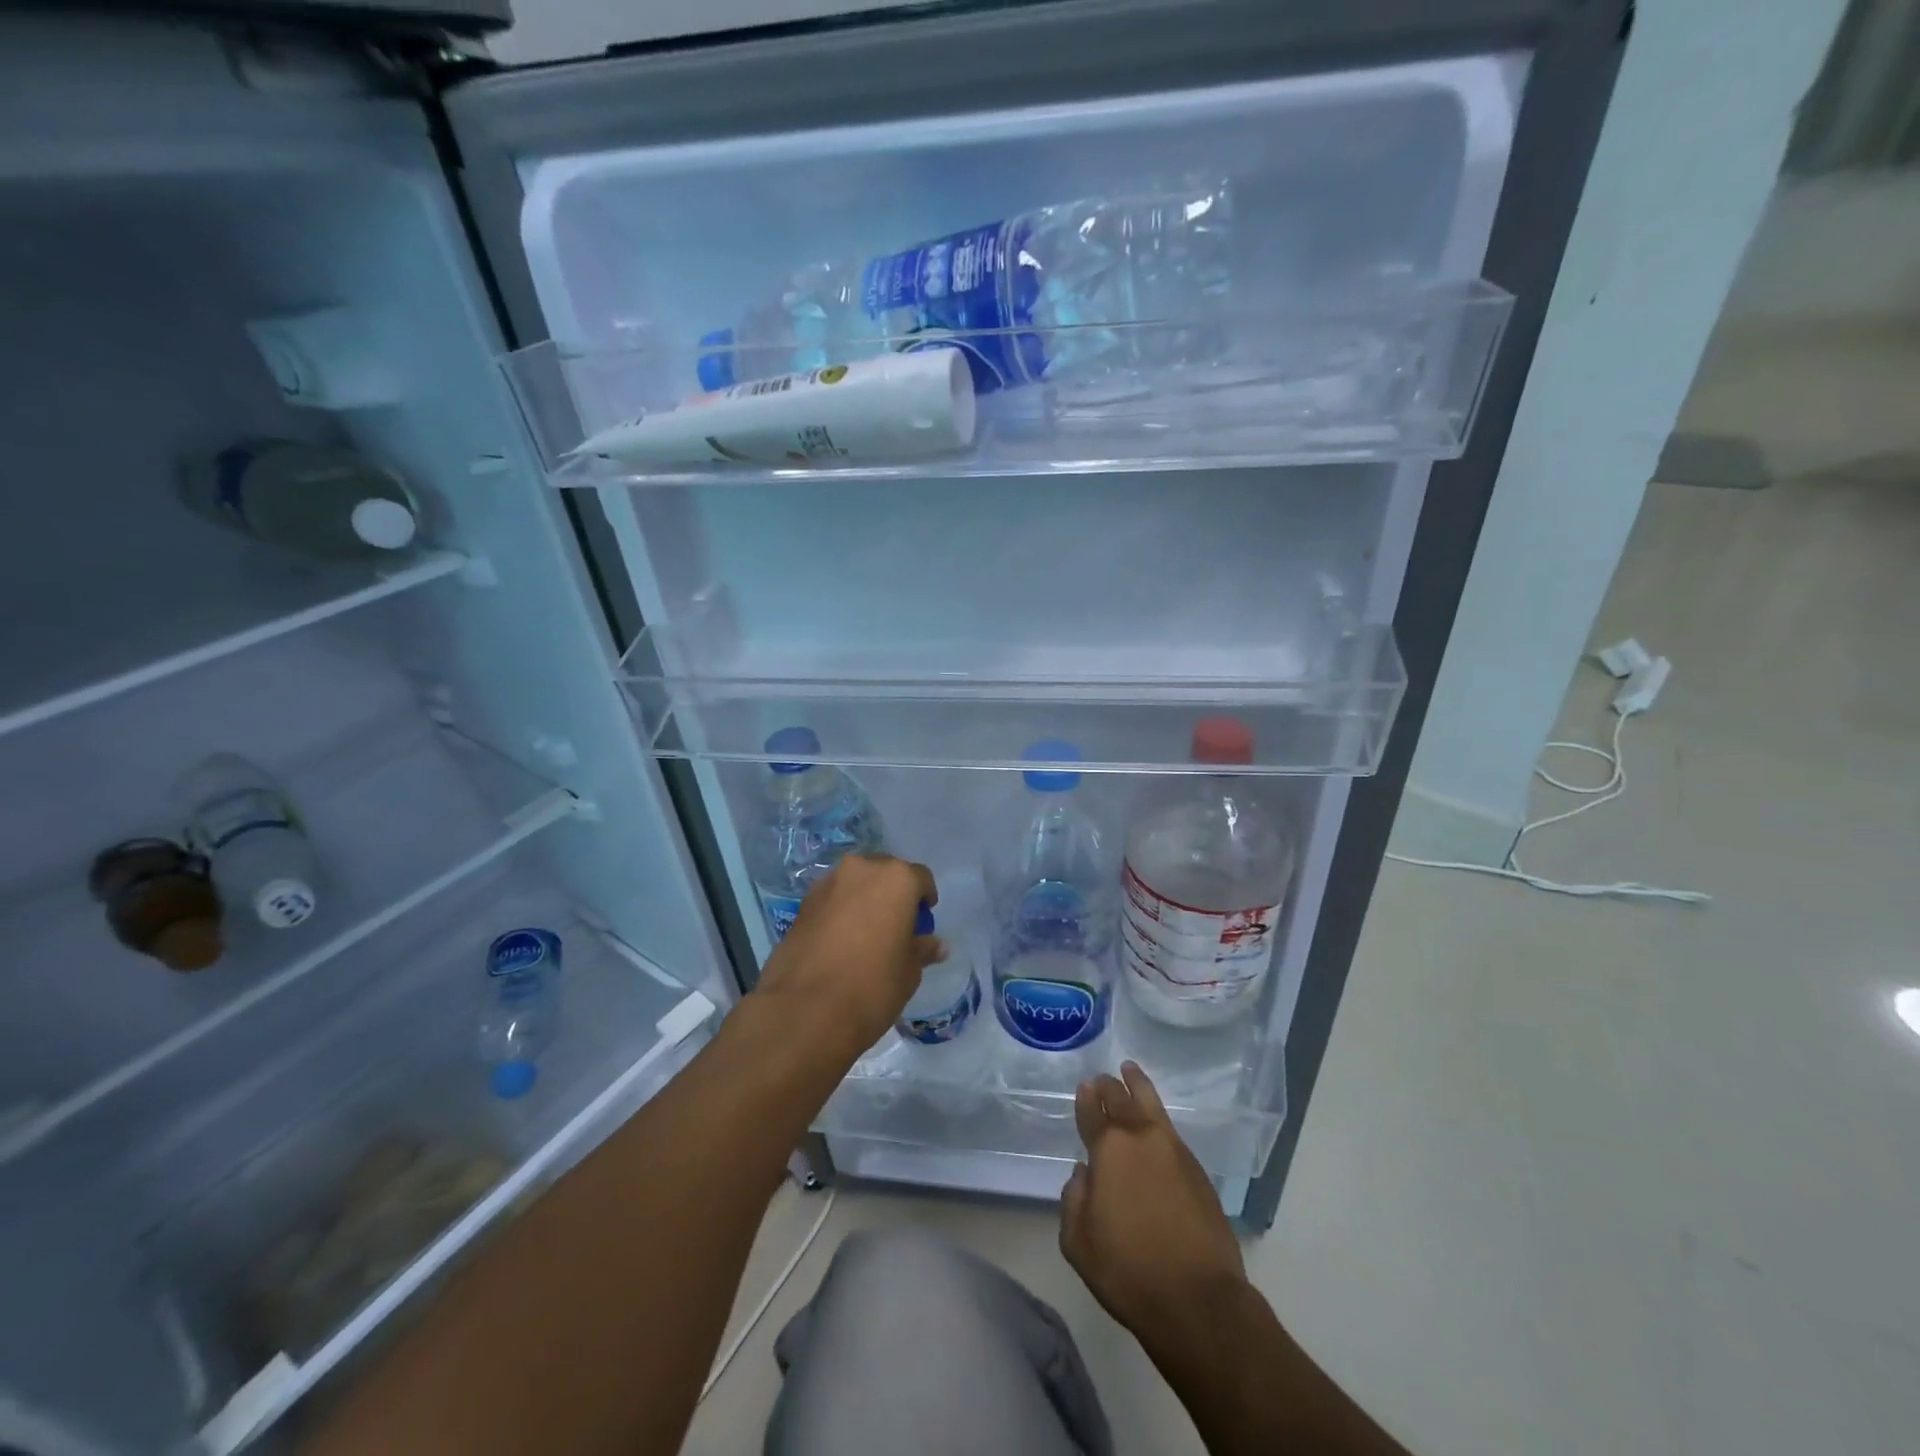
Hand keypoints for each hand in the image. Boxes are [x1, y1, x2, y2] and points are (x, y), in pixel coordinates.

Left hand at [753, 855, 944, 1055]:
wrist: (805, 1010)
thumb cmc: (873, 985)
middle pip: (884, 873)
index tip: (923, 919)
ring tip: (865, 934)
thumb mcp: (909, 971)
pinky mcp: (802, 904)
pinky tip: (839, 943)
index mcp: (896, 879)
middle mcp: (861, 870)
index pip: (920, 877)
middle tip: (895, 925)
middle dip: (892, 893)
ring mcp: (827, 884)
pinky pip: (831, 900)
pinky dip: (839, 912)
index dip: (924, 898)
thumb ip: (922, 949)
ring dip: (863, 900)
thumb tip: (937, 945)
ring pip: (854, 884)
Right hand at [1060, 1061, 1246, 1342]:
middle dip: (1109, 1086)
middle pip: (1122, 1099)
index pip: (1093, 1111)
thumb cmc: (1128, 1271)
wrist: (1198, 1300)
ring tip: (1131, 1071)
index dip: (1086, 1098)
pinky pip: (1170, 1130)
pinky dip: (1157, 1117)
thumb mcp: (1078, 1242)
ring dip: (1138, 1086)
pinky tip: (1154, 1122)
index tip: (1084, 1086)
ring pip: (1152, 1104)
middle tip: (1102, 1079)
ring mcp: (1174, 1151)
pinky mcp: (1198, 1171)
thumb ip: (1073, 1200)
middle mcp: (1141, 1138)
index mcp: (1109, 1149)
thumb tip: (1084, 1174)